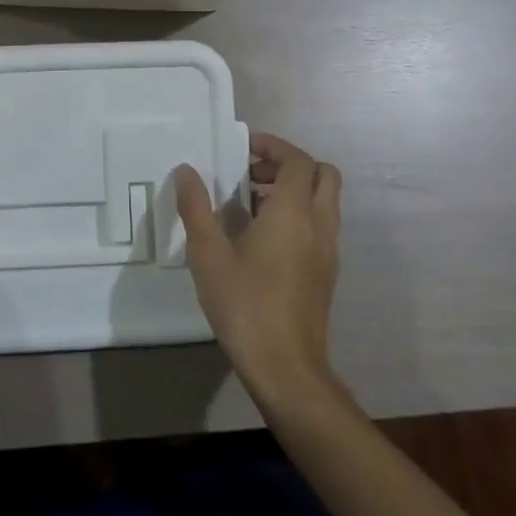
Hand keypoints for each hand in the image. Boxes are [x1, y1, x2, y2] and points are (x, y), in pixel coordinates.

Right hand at [175, 132, 342, 409]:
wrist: (287, 369)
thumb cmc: (245, 305)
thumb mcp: (208, 254)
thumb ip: (196, 207)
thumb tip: (187, 171)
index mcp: (293, 212)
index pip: (298, 160)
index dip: (273, 146)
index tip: (244, 149)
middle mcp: (319, 224)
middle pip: (322, 174)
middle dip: (289, 164)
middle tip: (253, 174)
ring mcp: (328, 250)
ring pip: (324, 200)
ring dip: (294, 190)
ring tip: (251, 204)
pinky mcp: (327, 272)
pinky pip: (320, 225)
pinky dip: (299, 215)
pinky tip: (263, 238)